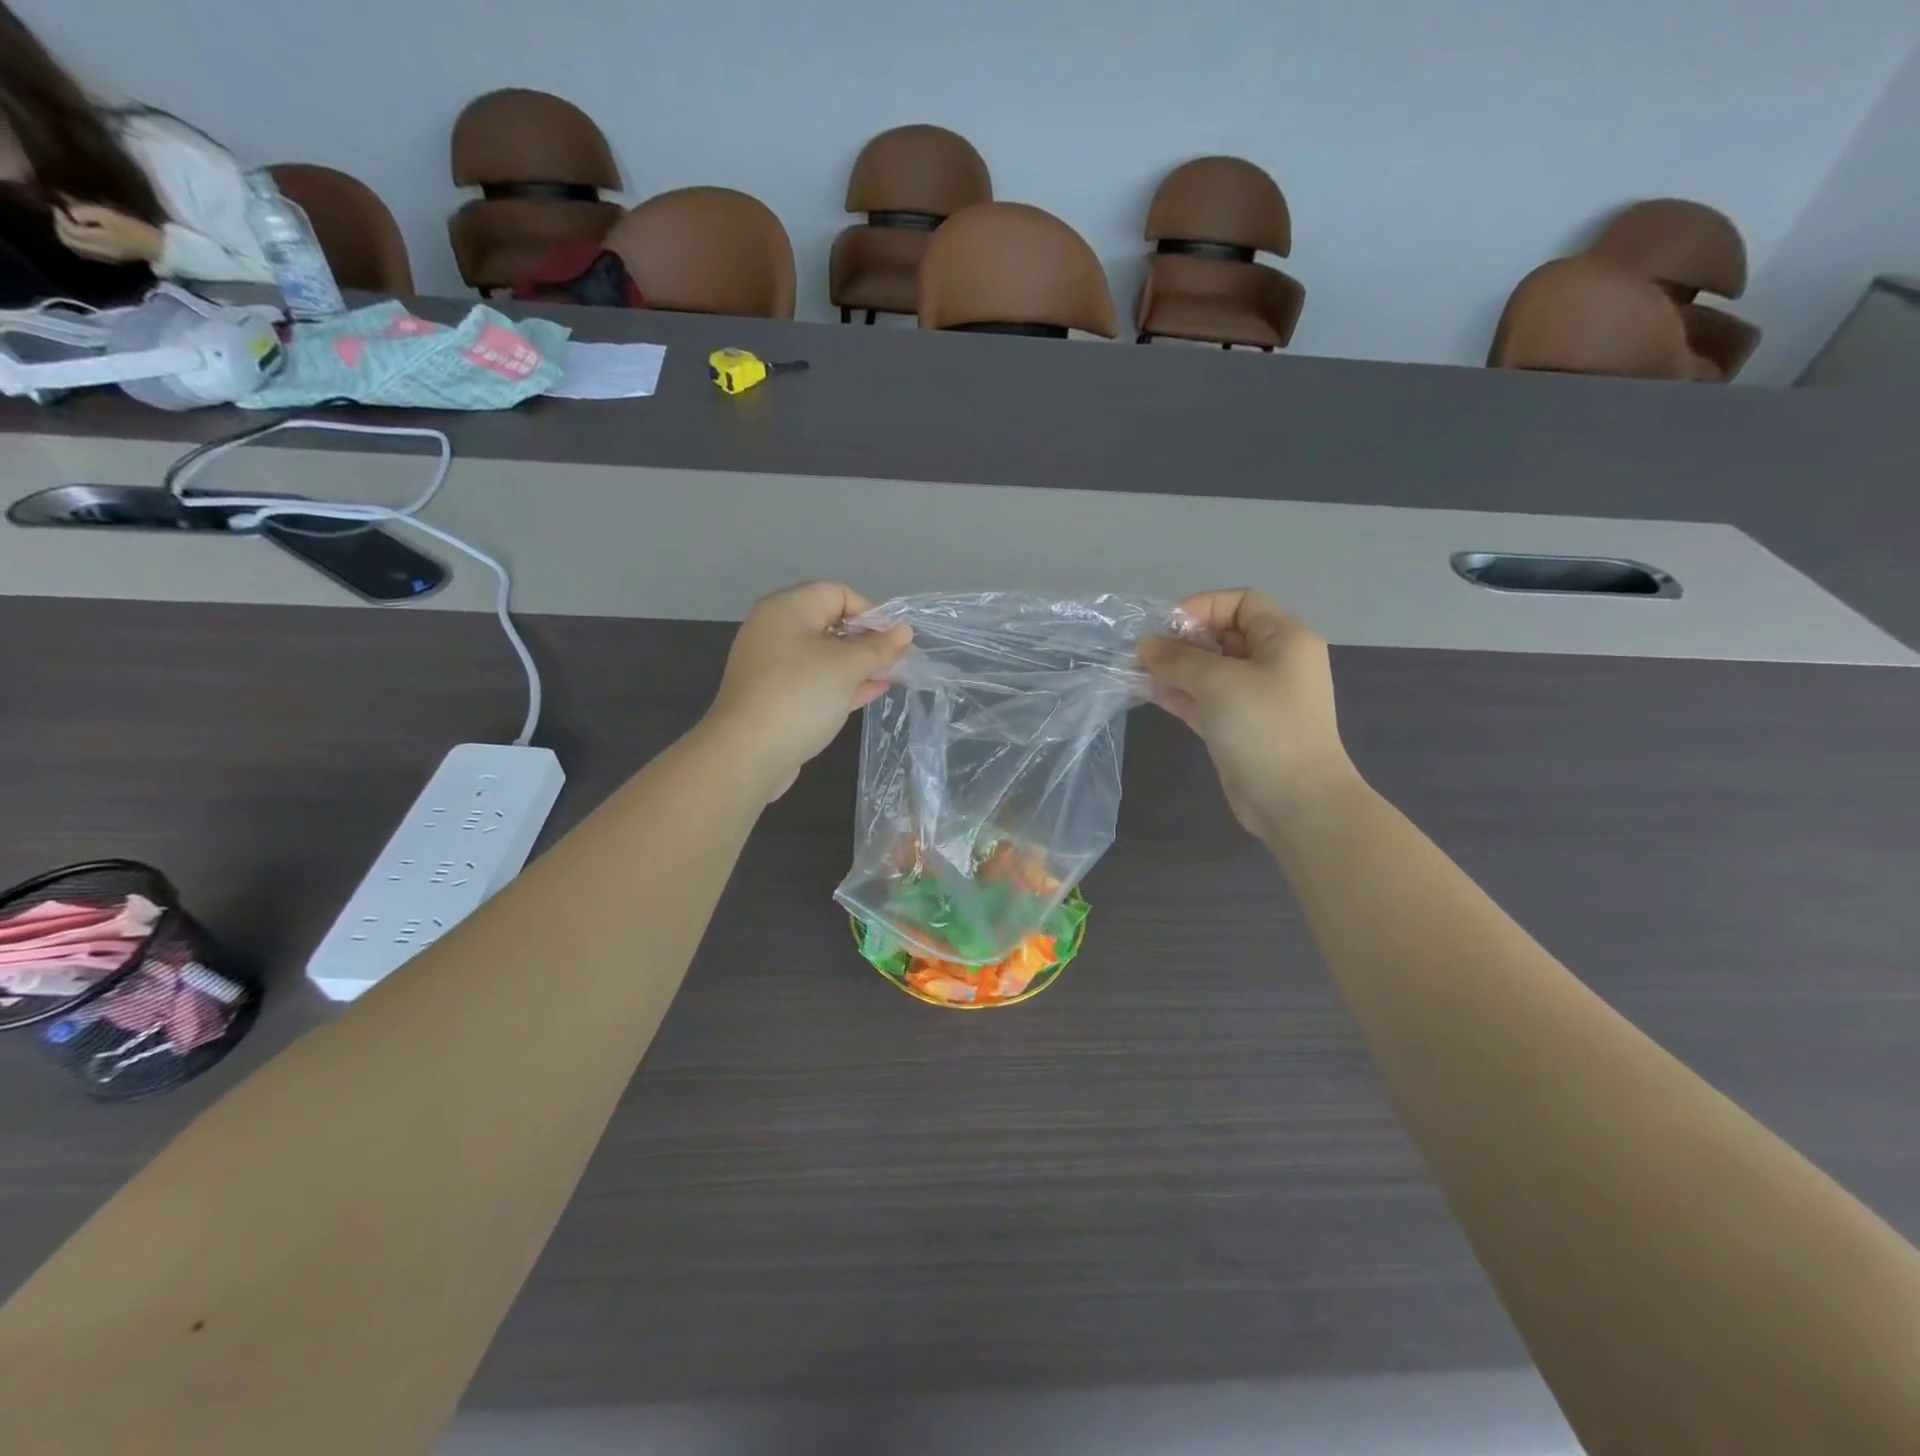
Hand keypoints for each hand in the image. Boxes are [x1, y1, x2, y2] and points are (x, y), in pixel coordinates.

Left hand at [54, 203, 164, 263]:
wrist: (161, 249)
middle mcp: (98, 251)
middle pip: (69, 241)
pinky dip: (80, 244)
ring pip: (77, 249)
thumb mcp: (108, 215)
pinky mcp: (113, 259)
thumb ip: (85, 212)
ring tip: (70, 226)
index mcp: (97, 240)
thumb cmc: (135, 230)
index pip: (69, 230)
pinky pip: (88, 253)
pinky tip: (83, 237)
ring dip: (68, 237)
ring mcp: (106, 258)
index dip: (60, 217)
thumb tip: (72, 213)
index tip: (58, 206)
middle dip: (60, 228)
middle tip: (61, 216)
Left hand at [701, 581, 911, 801]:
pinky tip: (875, 690)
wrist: (748, 754)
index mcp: (787, 609)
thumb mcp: (846, 667)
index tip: (896, 638)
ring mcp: (776, 666)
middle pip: (832, 623)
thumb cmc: (799, 695)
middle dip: (869, 639)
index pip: (837, 593)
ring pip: (827, 655)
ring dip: (860, 663)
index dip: (871, 611)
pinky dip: (845, 682)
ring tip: (895, 674)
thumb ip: (878, 647)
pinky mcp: (779, 697)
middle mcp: (777, 630)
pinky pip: (818, 680)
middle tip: (901, 658)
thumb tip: (905, 632)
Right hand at [1138, 589, 1355, 834]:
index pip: (1241, 603)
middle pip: (1222, 635)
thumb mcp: (1219, 682)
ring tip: (1134, 670)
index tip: (1165, 627)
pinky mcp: (1236, 726)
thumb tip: (1144, 646)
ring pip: (1209, 670)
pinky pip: (1203, 699)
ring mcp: (1254, 697)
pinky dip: (1177, 693)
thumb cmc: (1265, 727)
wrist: (1295, 800)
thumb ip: (1178, 659)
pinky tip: (1144, 691)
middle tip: (1143, 651)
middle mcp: (1272, 662)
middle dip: (1181, 640)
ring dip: (1173, 668)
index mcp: (1284, 639)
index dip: (1202, 607)